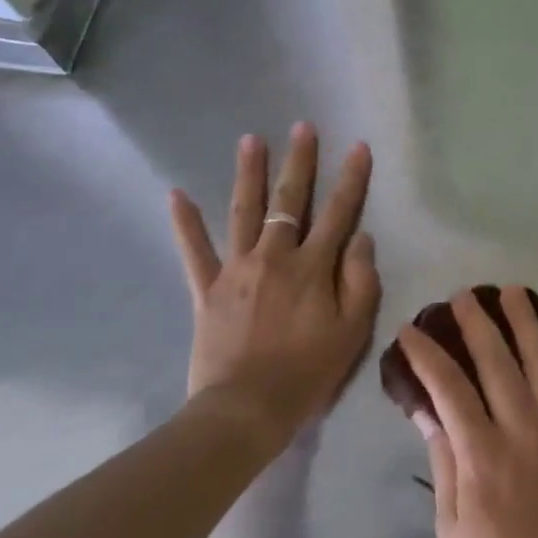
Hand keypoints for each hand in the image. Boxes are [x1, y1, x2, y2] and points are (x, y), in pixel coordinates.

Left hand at [168, 124, 380, 441]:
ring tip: (251, 140)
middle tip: (301, 127)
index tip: (358, 146)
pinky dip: (185, 223)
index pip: (339, 212)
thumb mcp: (353, 331)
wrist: (245, 410)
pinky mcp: (207, 290)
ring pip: (244, 212)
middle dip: (299, 161)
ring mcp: (237, 270)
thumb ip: (361, 280)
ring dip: (249, 174)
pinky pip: (194, 251)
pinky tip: (176, 194)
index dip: (351, 178)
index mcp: (313, 267)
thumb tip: (361, 238)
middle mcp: (275, 256)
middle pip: (290, 200)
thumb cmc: (308, 372)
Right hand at [399, 289, 537, 537]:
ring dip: (525, 321)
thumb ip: (443, 456)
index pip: (450, 386)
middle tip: (461, 296)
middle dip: (476, 322)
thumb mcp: (450, 522)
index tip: (411, 330)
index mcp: (483, 456)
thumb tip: (426, 406)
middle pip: (497, 359)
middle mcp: (523, 430)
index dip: (428, 354)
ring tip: (511, 291)